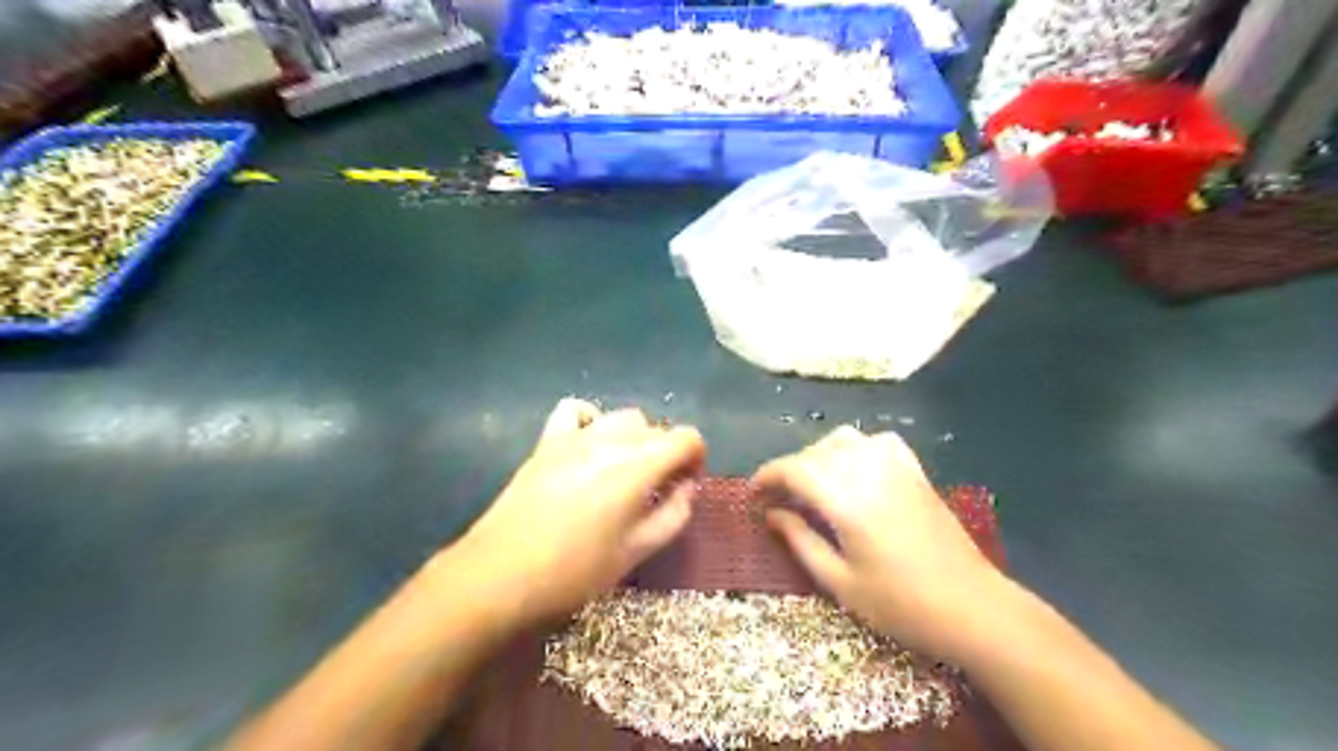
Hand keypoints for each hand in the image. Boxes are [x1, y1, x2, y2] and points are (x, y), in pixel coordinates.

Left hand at [447, 401, 703, 630]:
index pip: (686, 437)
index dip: (696, 459)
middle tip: (658, 491)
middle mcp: (610, 439)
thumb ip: (674, 515)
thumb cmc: (576, 570)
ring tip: (625, 472)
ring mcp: (575, 436)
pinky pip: (576, 412)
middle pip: (656, 428)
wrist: (501, 575)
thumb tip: (686, 489)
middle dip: (667, 453)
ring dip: (635, 439)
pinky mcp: (547, 442)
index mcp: (638, 465)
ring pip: (622, 418)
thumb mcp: (637, 551)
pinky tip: (589, 447)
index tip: (686, 486)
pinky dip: (592, 421)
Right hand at [756, 426, 1009, 658]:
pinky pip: (878, 441)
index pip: (795, 470)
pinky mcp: (916, 472)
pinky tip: (855, 469)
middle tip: (778, 498)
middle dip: (789, 469)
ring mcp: (897, 468)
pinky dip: (857, 447)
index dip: (767, 476)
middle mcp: (869, 472)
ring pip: (844, 439)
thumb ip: (801, 542)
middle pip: (815, 452)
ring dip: (819, 455)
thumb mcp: (840, 583)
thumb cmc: (902, 605)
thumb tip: (771, 514)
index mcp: (847, 501)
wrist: (973, 608)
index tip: (753, 493)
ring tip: (812, 484)